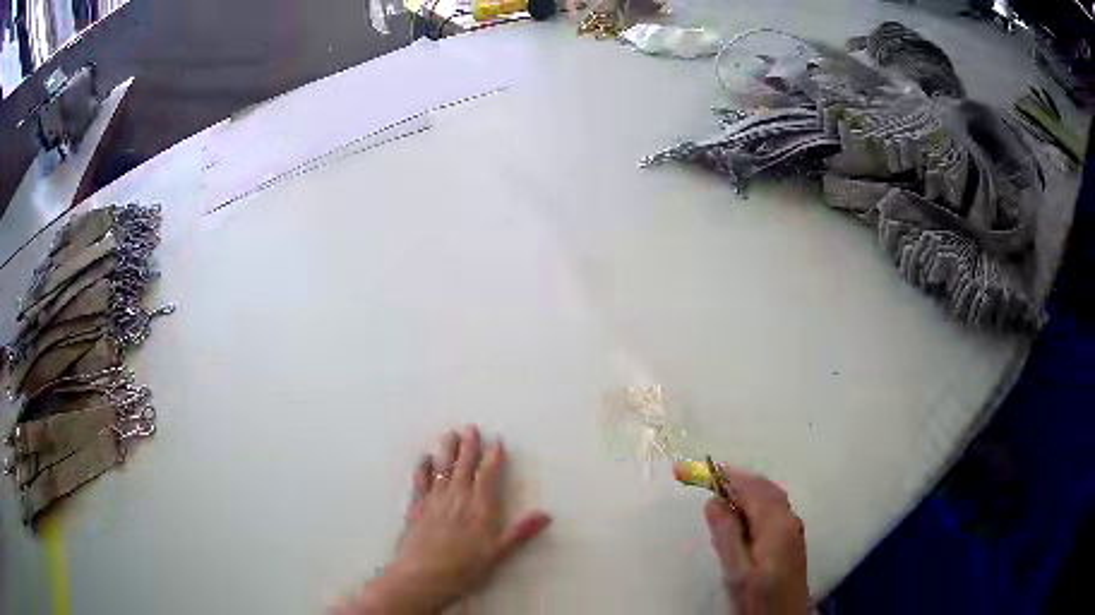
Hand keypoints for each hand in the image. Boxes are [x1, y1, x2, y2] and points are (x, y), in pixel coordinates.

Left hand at [336, 426, 551, 614]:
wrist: (423, 575)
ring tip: (450, 434)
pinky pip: (420, 482)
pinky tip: (424, 458)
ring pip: (442, 469)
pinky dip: (423, 468)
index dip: (494, 458)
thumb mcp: (498, 553)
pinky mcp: (417, 508)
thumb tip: (546, 514)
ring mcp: (435, 501)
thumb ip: (520, 532)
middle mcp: (457, 498)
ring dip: (447, 451)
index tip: (497, 442)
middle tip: (470, 428)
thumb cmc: (464, 567)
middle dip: (469, 447)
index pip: (489, 476)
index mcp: (479, 508)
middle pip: (464, 467)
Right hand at [704, 466, 808, 614]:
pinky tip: (742, 515)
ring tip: (722, 491)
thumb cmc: (759, 599)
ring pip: (771, 498)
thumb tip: (713, 501)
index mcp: (776, 525)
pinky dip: (756, 503)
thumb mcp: (737, 572)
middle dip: (739, 479)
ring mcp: (793, 530)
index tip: (703, 469)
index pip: (752, 489)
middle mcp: (789, 520)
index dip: (728, 476)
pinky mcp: (791, 541)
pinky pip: (774, 510)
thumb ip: (727, 536)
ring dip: (748, 490)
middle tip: (710, 476)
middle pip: (765, 489)